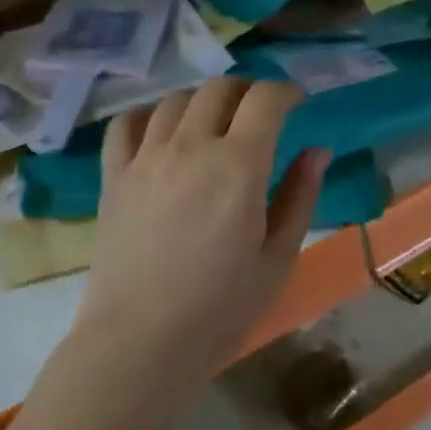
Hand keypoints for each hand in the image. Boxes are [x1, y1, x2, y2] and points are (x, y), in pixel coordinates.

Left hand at [71, 78, 327, 393]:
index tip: (296, 103)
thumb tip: (317, 151)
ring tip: (214, 123)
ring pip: (175, 100)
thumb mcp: (278, 256)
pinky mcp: (114, 176)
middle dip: (247, 90)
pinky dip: (149, 116)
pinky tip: (161, 131)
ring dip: (203, 100)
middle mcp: (190, 146)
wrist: (141, 341)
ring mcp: (146, 158)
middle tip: (259, 113)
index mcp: (238, 165)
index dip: (286, 92)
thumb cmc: (221, 307)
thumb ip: (300, 196)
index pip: (265, 99)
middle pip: (219, 88)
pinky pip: (126, 124)